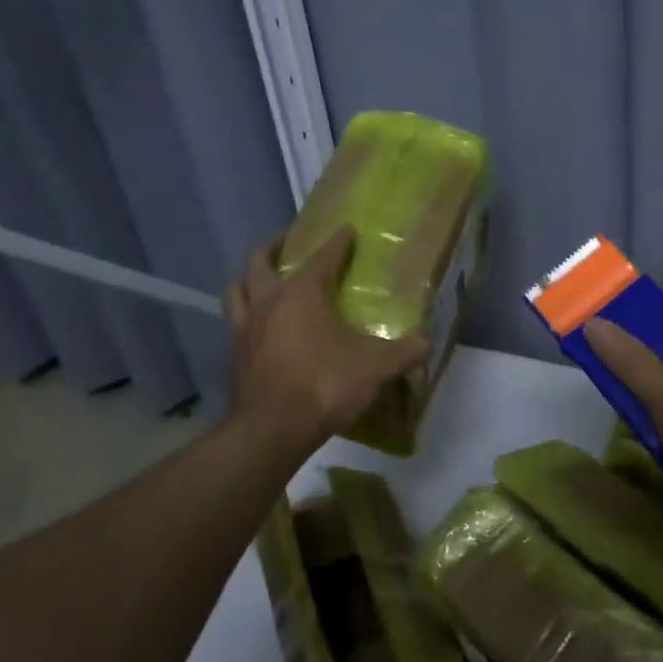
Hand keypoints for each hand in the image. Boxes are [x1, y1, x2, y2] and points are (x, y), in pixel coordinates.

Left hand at [224, 227, 429, 452]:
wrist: (271, 430)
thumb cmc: (324, 385)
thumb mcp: (376, 367)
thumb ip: (405, 351)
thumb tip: (427, 340)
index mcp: (303, 293)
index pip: (323, 257)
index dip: (338, 242)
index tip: (347, 230)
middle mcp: (269, 302)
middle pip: (260, 262)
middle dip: (274, 246)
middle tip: (288, 241)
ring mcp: (246, 329)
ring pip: (237, 289)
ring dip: (249, 278)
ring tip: (263, 277)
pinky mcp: (235, 356)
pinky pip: (237, 323)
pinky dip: (248, 315)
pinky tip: (261, 327)